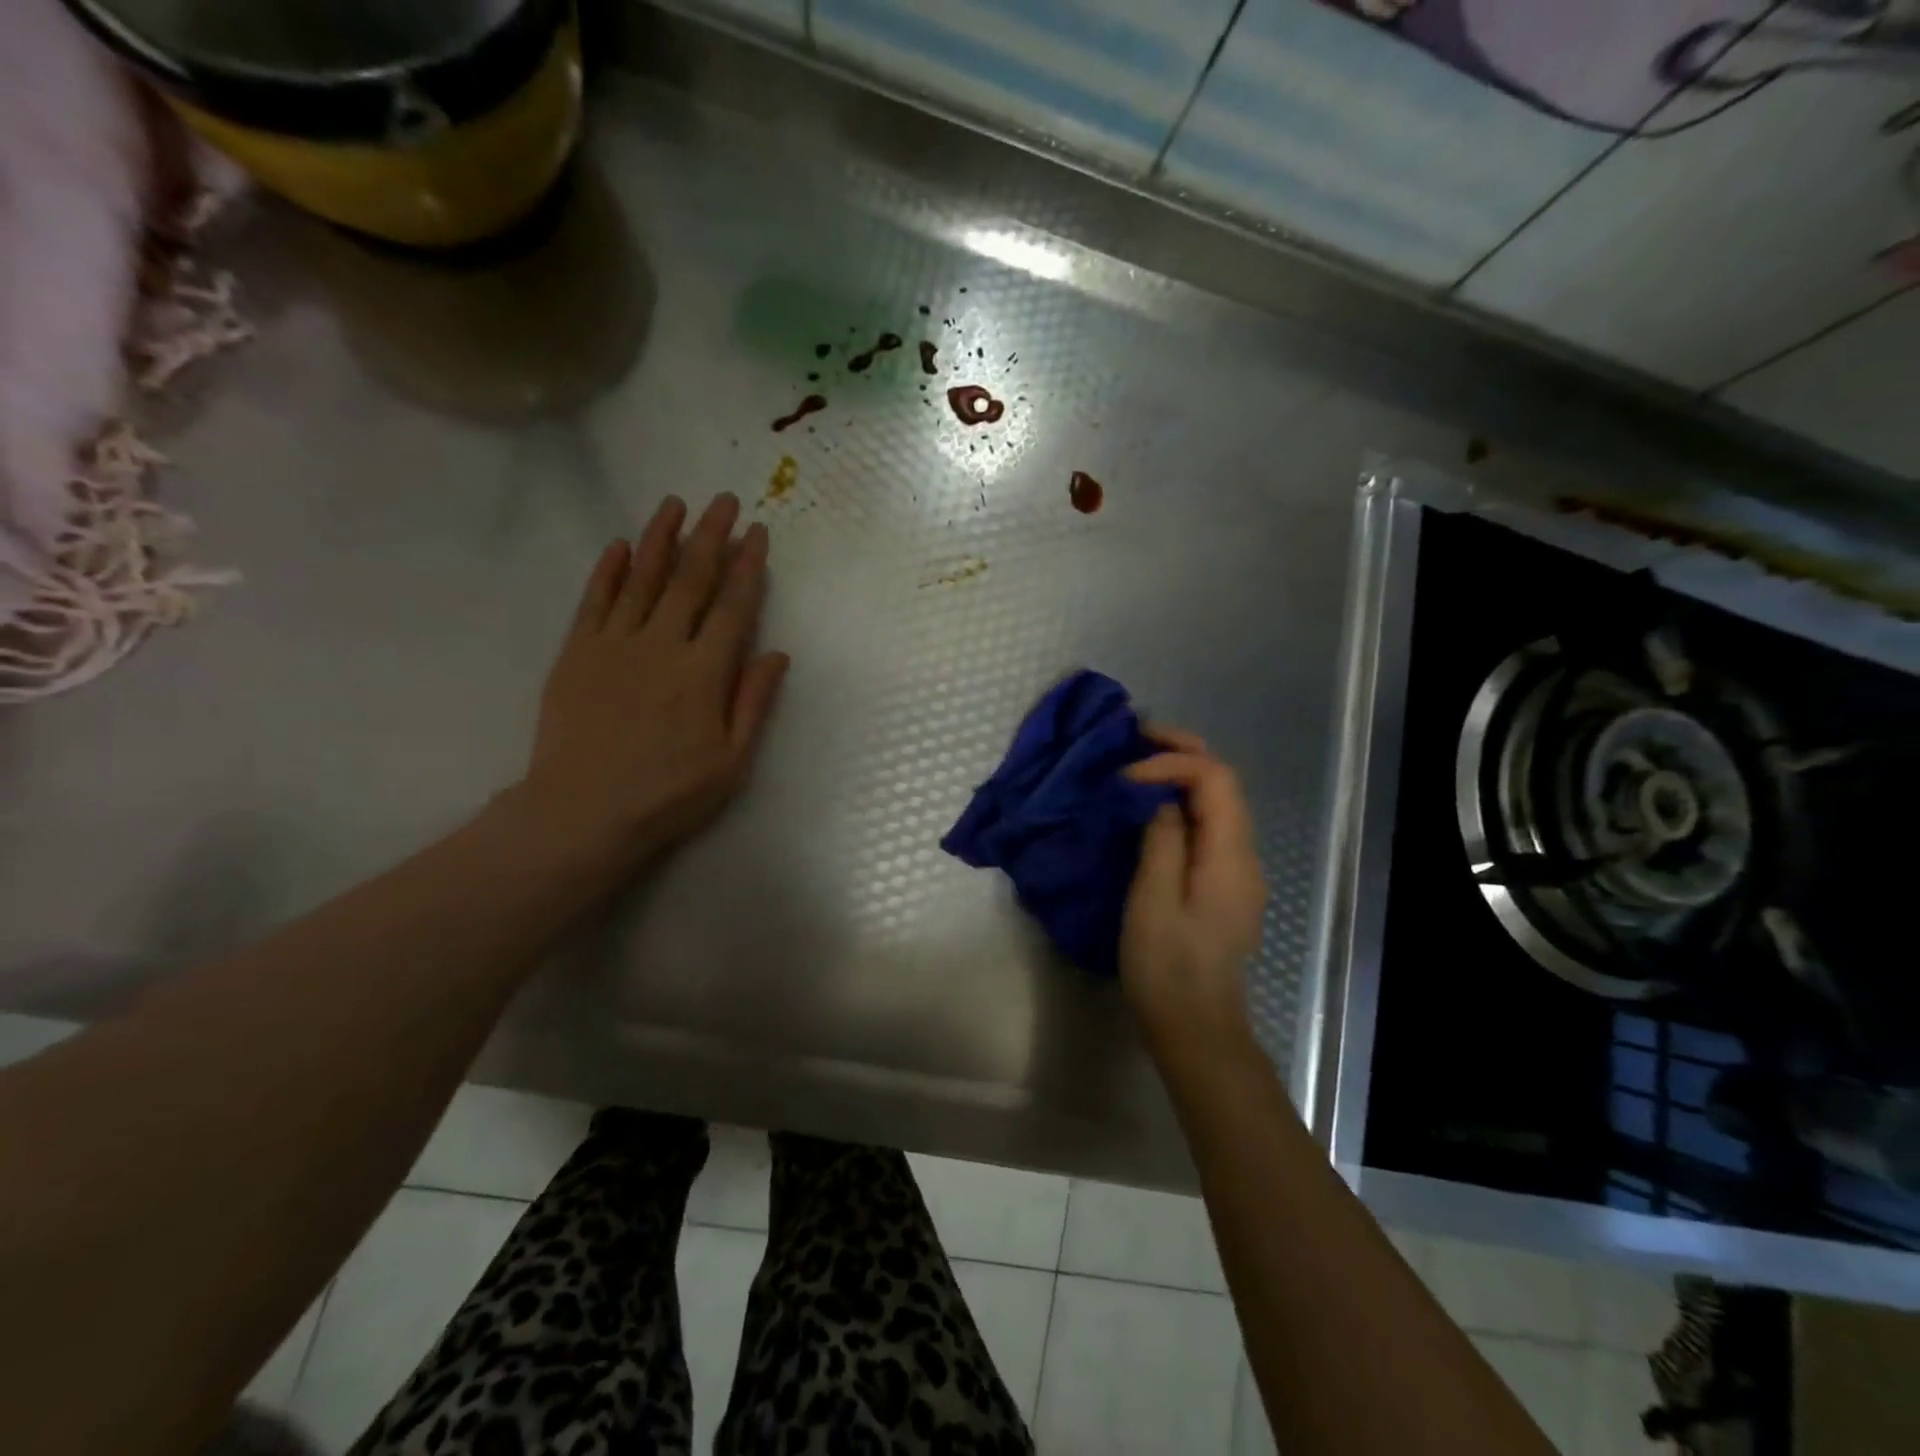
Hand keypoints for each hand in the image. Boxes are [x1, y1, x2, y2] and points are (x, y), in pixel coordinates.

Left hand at [514, 493, 789, 874]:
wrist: (582, 814)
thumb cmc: (668, 795)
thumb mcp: (731, 761)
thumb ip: (753, 702)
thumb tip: (777, 654)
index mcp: (705, 672)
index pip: (733, 606)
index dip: (747, 567)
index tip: (757, 533)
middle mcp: (662, 645)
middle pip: (691, 580)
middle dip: (711, 536)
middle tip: (723, 500)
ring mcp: (615, 645)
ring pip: (643, 579)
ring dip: (661, 538)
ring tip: (675, 504)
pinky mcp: (577, 653)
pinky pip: (595, 600)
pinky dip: (609, 571)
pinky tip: (621, 546)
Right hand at [1119, 728, 1267, 1061]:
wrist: (1196, 1029)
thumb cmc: (1167, 968)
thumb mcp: (1153, 900)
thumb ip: (1162, 840)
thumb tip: (1162, 799)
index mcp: (1230, 856)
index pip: (1215, 779)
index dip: (1171, 763)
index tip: (1125, 778)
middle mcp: (1244, 856)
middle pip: (1223, 783)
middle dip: (1182, 751)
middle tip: (1135, 736)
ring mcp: (1236, 871)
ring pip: (1216, 803)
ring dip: (1180, 774)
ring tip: (1136, 764)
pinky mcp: (1222, 886)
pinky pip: (1207, 827)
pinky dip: (1180, 803)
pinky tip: (1149, 808)